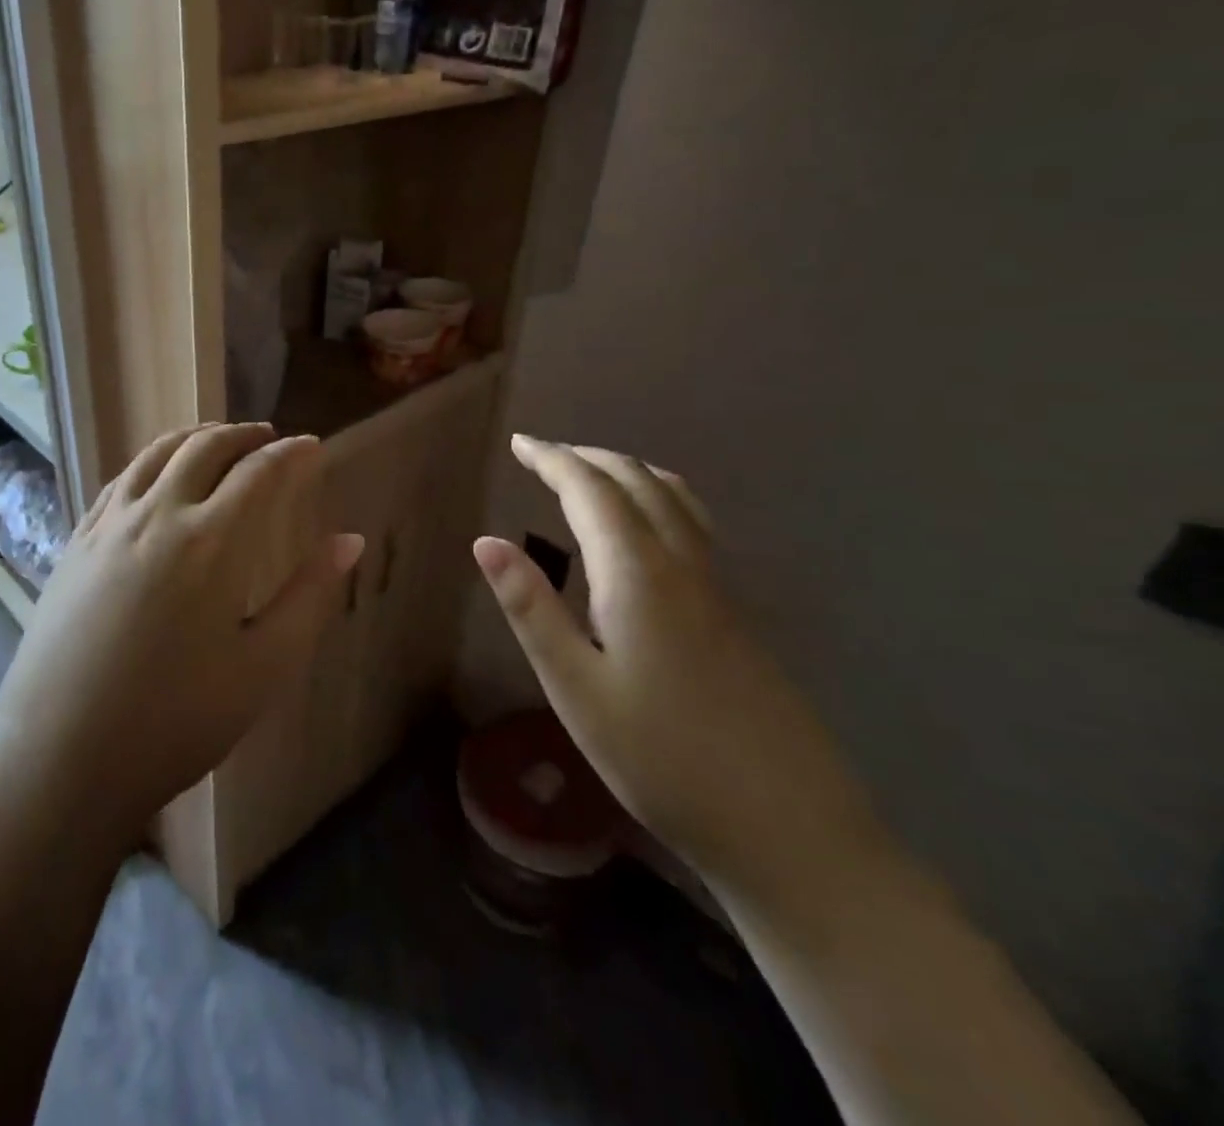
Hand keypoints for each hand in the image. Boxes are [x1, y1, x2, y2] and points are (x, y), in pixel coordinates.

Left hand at [0, 424, 362, 851]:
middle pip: (204, 448)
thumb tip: (349, 540)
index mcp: (209, 541)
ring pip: (155, 454)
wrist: (60, 759)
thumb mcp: (263, 666)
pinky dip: (150, 462)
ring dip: (195, 438)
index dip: (292, 454)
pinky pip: (119, 480)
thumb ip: (309, 595)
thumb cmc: (175, 721)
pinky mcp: (74, 543)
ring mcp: (107, 526)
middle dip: (243, 435)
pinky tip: (157, 478)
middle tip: (269, 438)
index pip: (259, 473)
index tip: (313, 446)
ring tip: (218, 441)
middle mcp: (156, 515)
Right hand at [473, 435, 877, 895]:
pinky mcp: (733, 615)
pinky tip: (646, 530)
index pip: (590, 490)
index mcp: (637, 574)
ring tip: (591, 474)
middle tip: (543, 454)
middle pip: (638, 482)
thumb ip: (531, 608)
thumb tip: (485, 541)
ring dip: (627, 472)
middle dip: (587, 457)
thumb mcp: (575, 687)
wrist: (789, 830)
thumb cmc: (661, 759)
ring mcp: (716, 589)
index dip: (552, 460)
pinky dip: (657, 499)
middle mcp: (681, 565)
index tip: (519, 443)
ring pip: (674, 499)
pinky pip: (692, 526)